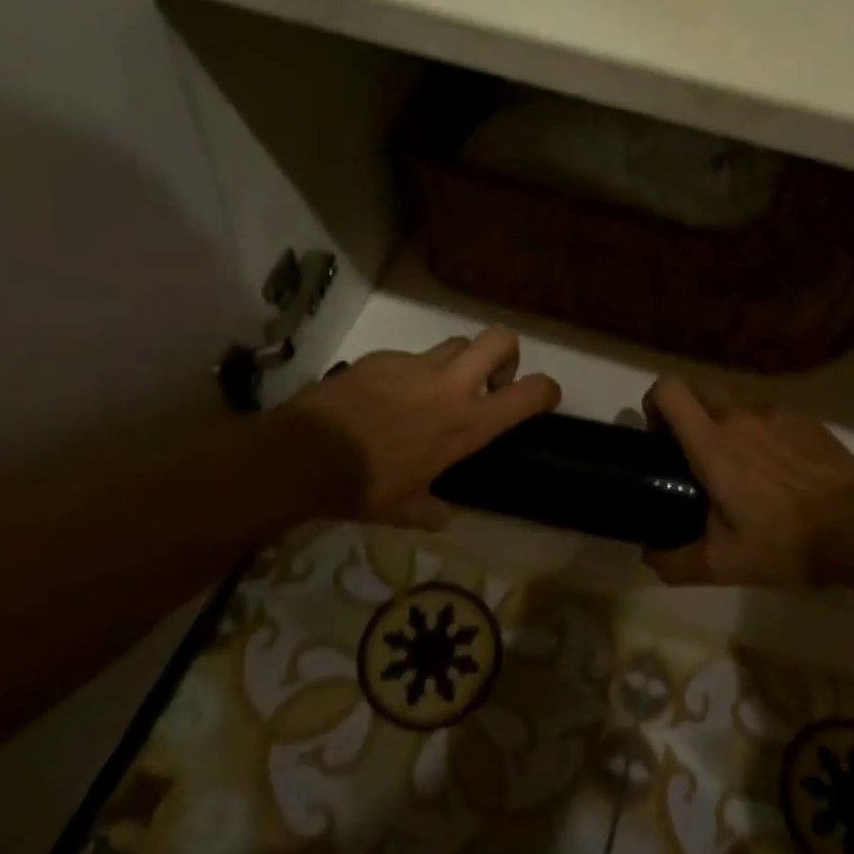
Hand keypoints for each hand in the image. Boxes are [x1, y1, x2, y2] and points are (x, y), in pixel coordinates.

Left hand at [287, 328, 559, 528]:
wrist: (306, 455)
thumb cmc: (365, 487)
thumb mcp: (406, 510)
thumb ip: (434, 510)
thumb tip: (444, 513)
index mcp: (468, 423)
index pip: (530, 392)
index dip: (547, 390)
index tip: (543, 398)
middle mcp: (450, 385)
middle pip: (500, 340)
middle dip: (507, 355)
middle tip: (490, 382)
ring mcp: (415, 364)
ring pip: (456, 343)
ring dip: (459, 362)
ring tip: (437, 390)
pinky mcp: (382, 357)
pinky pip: (410, 357)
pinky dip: (410, 373)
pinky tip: (387, 398)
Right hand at [644, 376, 853, 586]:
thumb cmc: (784, 542)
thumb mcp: (723, 564)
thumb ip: (675, 562)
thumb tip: (648, 556)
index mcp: (713, 442)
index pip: (668, 389)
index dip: (654, 403)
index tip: (659, 436)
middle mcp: (740, 415)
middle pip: (697, 385)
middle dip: (686, 409)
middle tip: (693, 450)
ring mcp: (776, 412)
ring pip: (733, 398)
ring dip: (722, 418)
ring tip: (737, 461)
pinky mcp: (805, 419)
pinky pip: (768, 412)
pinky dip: (759, 428)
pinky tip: (776, 466)